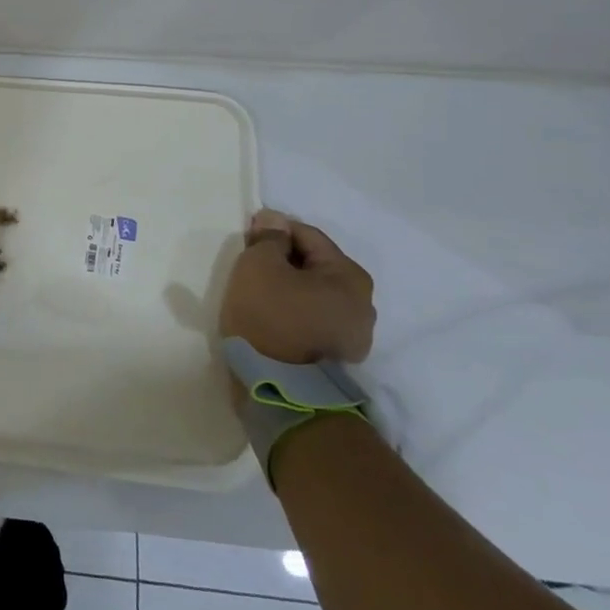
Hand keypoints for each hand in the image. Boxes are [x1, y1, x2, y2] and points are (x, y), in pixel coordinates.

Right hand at [219, 208, 374, 364]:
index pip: (307, 235)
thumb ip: (268, 238)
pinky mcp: (339, 358)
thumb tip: (274, 219)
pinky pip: (313, 320)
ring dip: (289, 290)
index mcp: (350, 275)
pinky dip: (294, 314)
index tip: (246, 241)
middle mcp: (363, 302)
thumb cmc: (269, 317)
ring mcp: (355, 334)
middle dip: (283, 262)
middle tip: (249, 270)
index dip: (273, 232)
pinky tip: (272, 322)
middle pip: (314, 266)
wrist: (279, 390)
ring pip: (314, 295)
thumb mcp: (258, 266)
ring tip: (258, 298)